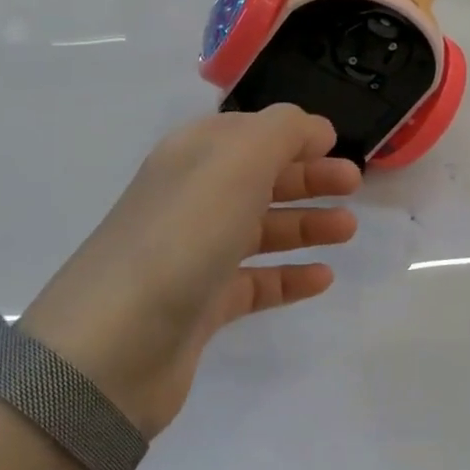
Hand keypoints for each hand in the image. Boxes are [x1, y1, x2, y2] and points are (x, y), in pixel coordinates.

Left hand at [17, 106, 359, 438]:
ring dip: (305, 223)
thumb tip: (312, 127)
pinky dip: (289, 277)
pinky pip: (254, 283)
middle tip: (353, 184)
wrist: (116, 343)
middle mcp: (192, 197)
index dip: (292, 133)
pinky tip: (322, 278)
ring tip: (348, 229)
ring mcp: (194, 253)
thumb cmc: (185, 232)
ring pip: (259, 229)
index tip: (336, 143)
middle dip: (307, 175)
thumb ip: (282, 131)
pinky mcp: (201, 305)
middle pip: (258, 178)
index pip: (249, 131)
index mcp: (194, 154)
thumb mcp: (238, 159)